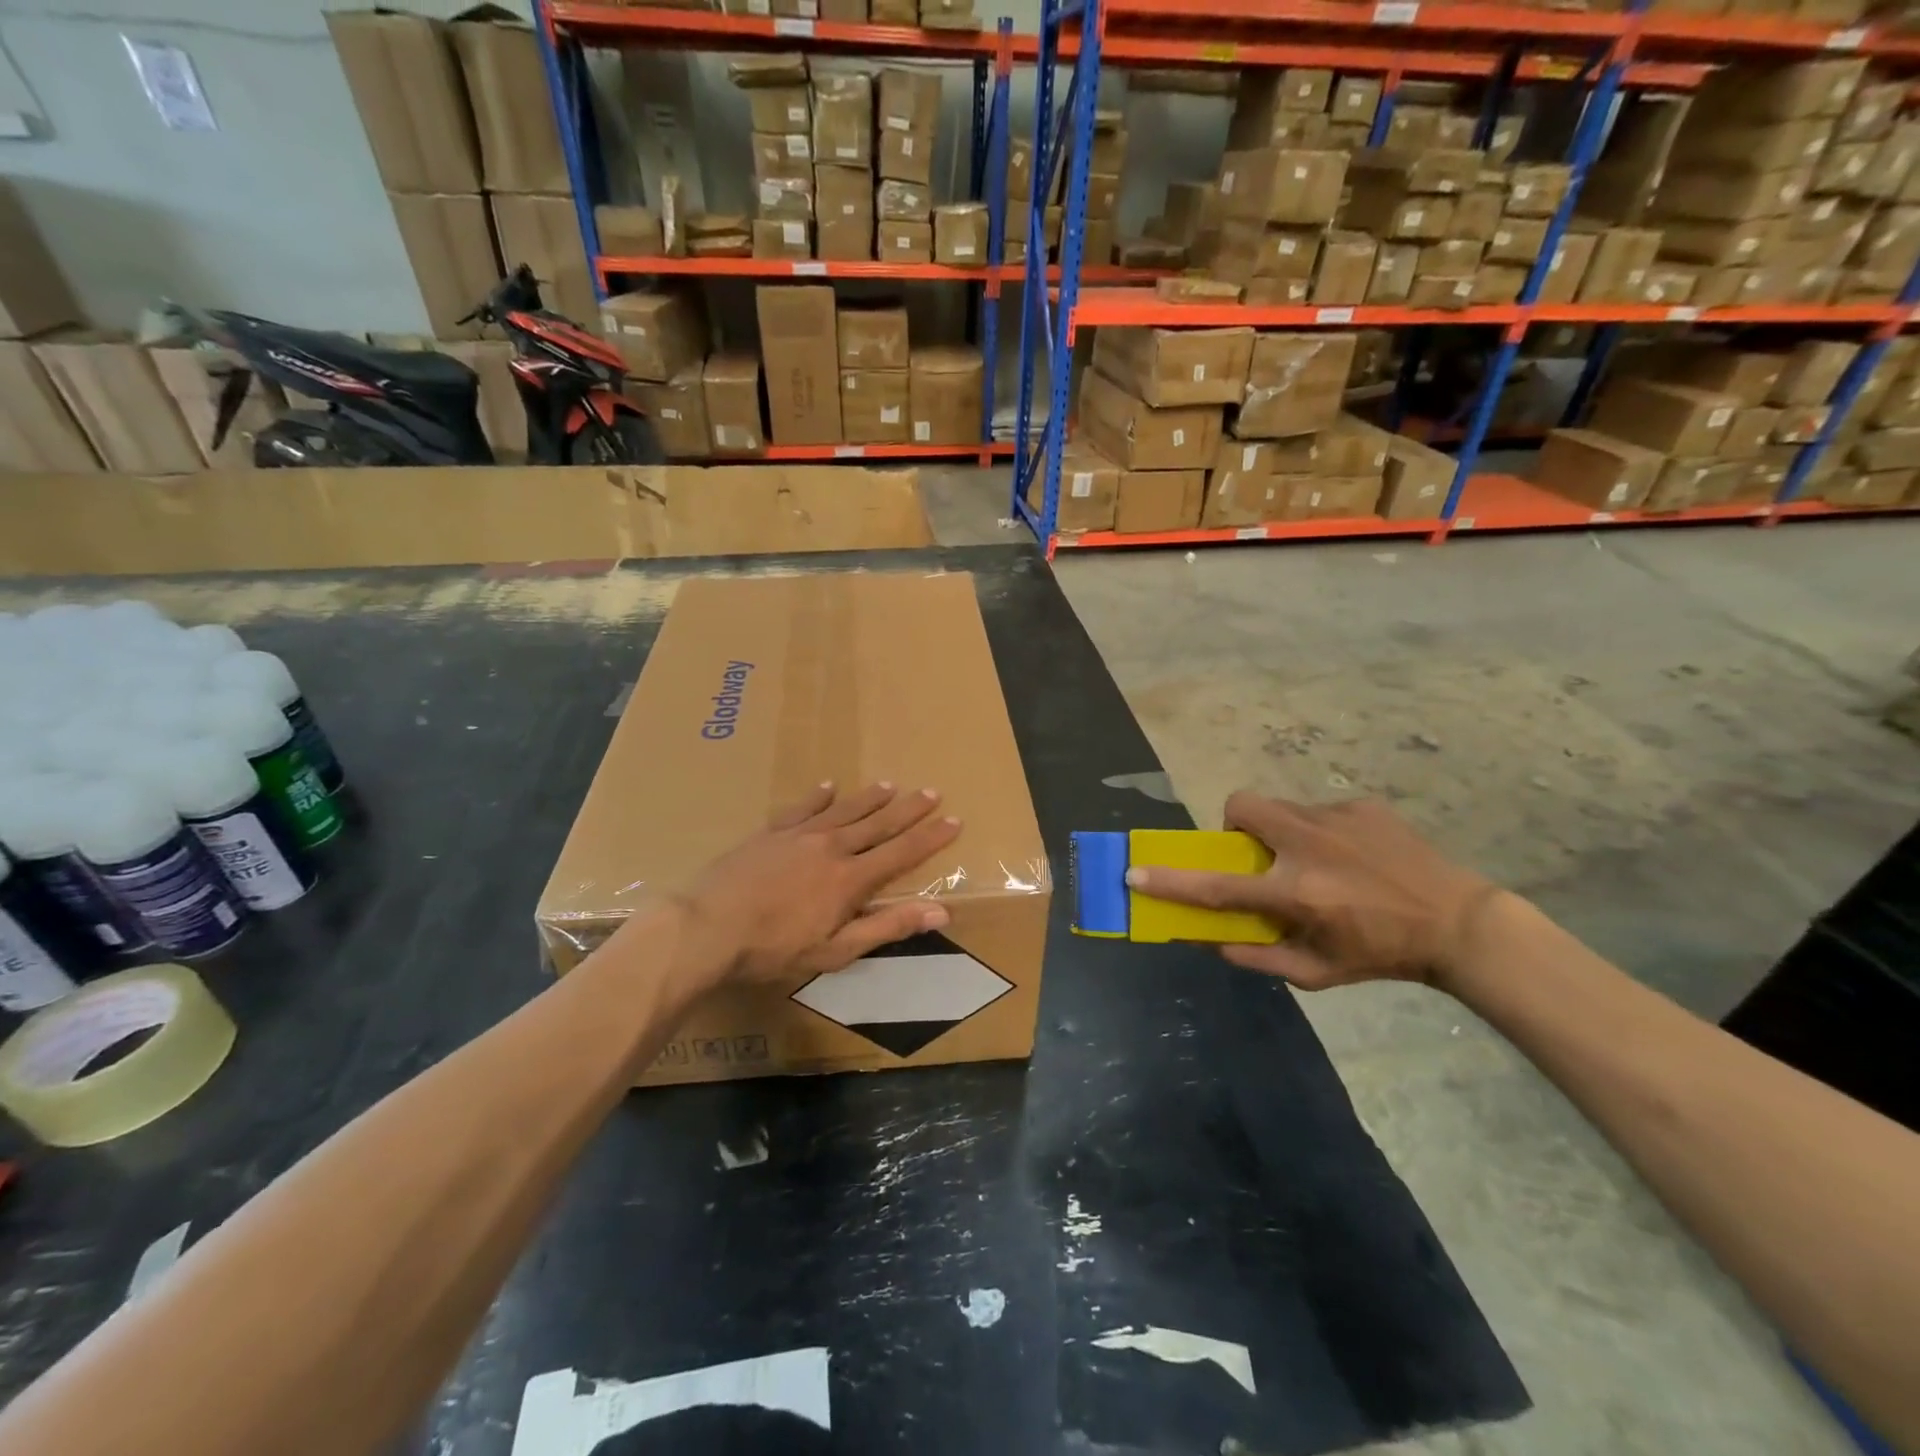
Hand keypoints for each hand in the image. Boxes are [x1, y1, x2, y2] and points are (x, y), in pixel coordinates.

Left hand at [672, 782, 962, 990]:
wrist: (708, 927)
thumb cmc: (775, 948)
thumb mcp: (838, 949)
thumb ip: (888, 925)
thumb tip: (942, 911)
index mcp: (851, 878)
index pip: (902, 852)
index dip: (931, 837)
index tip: (954, 820)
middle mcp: (831, 847)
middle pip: (878, 823)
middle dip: (908, 809)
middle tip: (931, 791)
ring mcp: (798, 836)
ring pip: (844, 810)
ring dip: (870, 798)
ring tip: (890, 784)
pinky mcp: (769, 833)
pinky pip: (800, 808)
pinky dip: (818, 797)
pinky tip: (828, 787)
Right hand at [1126, 792, 1502, 991]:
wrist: (1461, 923)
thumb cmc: (1382, 954)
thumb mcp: (1317, 973)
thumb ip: (1257, 957)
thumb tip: (1211, 941)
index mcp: (1296, 892)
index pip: (1217, 886)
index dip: (1171, 882)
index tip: (1135, 874)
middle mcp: (1309, 846)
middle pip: (1242, 806)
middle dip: (1232, 823)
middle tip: (1256, 853)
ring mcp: (1337, 818)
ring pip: (1281, 808)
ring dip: (1281, 832)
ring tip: (1317, 860)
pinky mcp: (1363, 805)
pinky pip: (1320, 811)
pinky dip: (1321, 832)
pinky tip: (1354, 857)